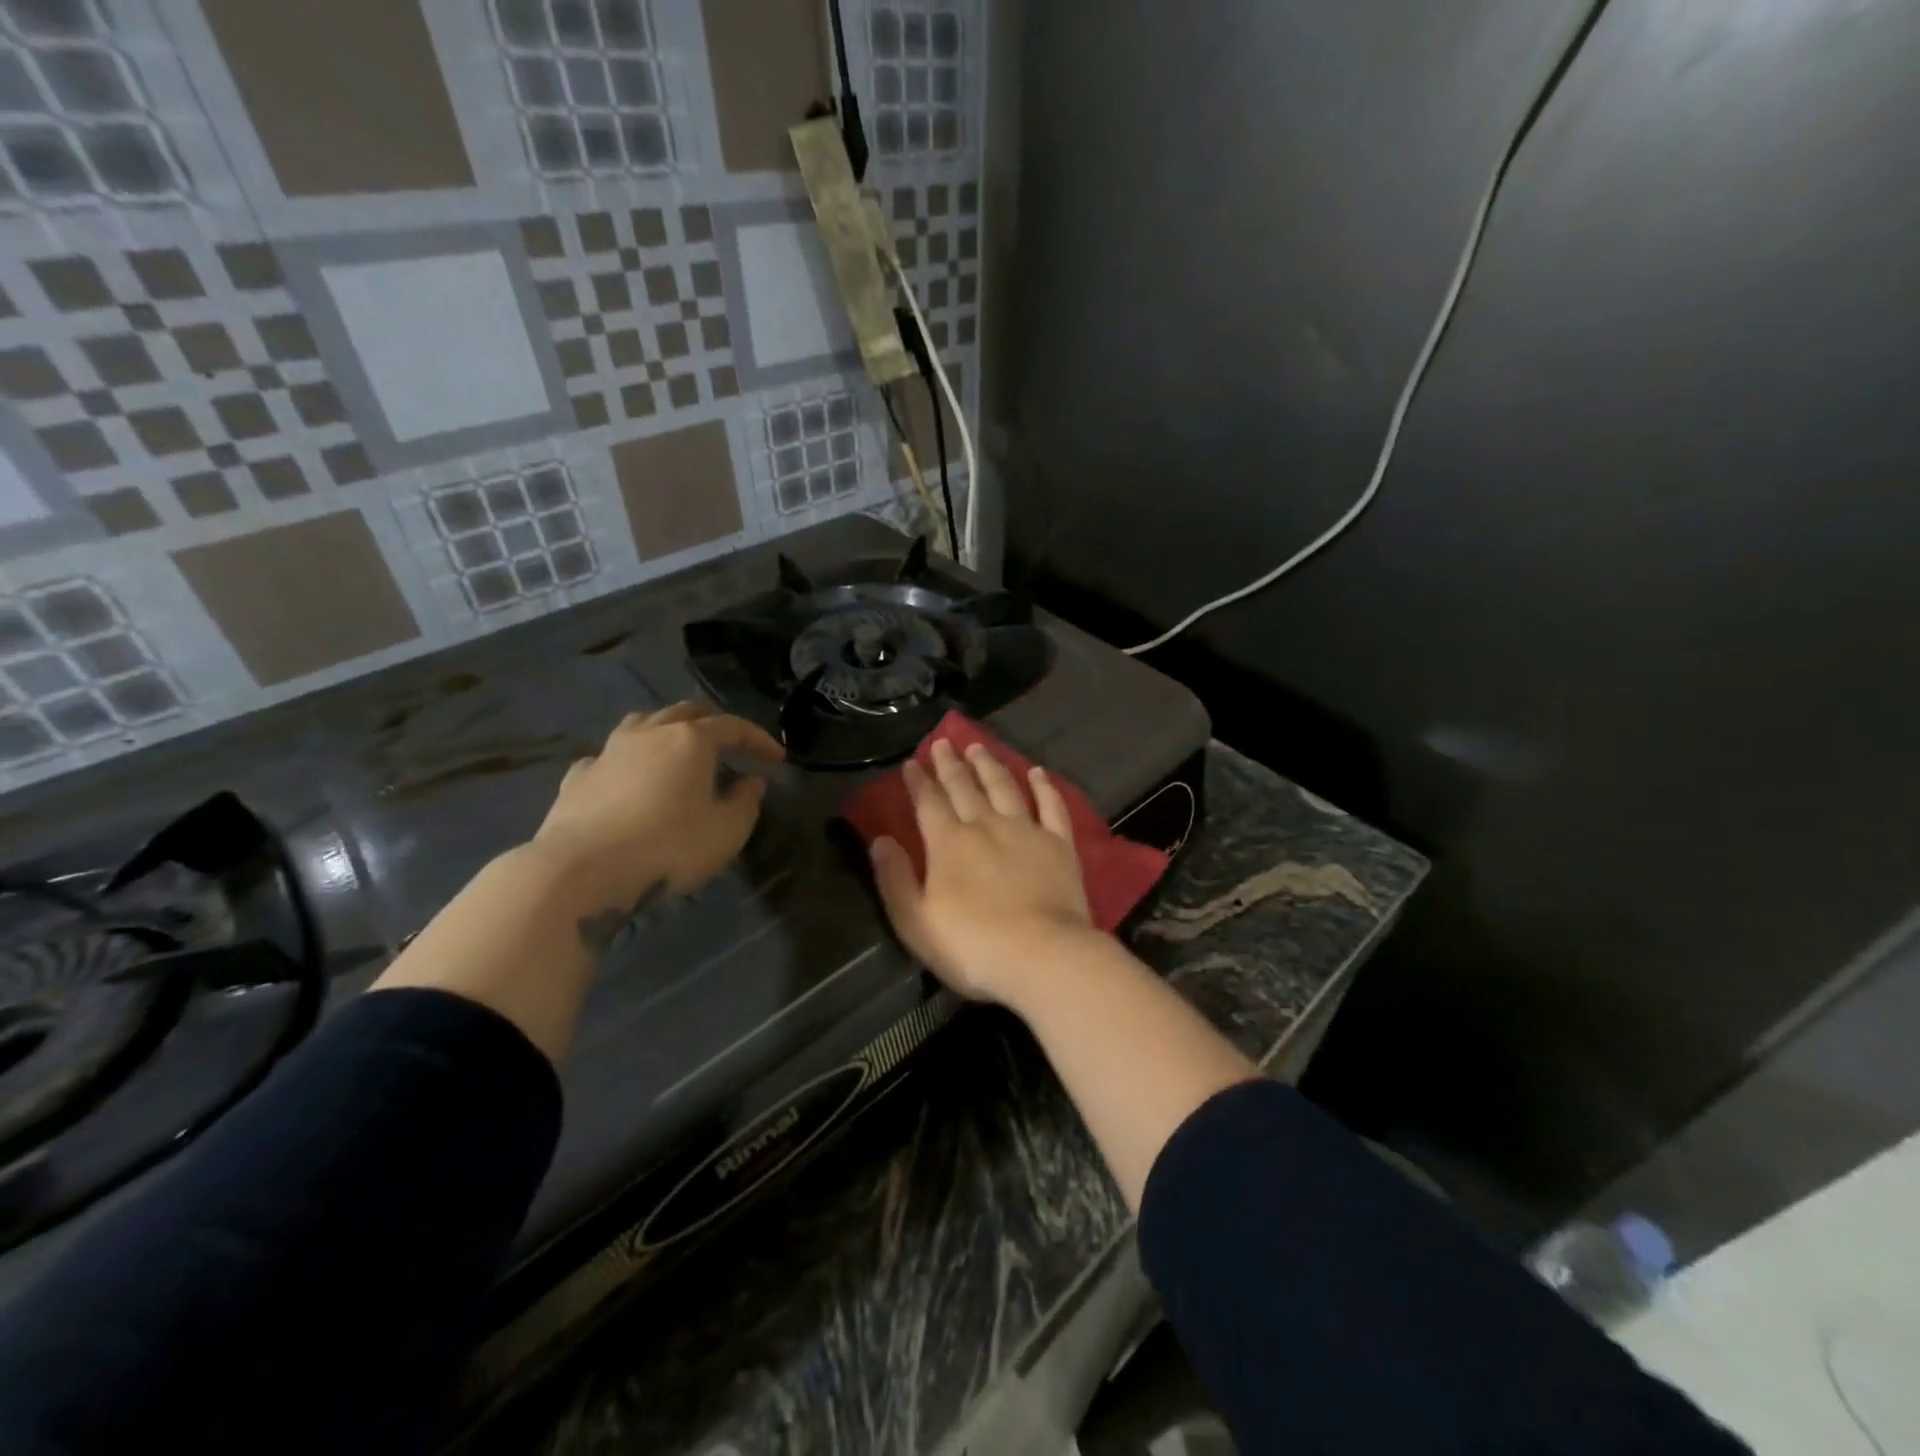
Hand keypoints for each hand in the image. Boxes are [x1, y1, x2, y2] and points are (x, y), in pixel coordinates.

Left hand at [533, 702, 783, 908]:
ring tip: (678, 750)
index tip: (777, 758)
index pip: (733, 726)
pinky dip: (629, 761)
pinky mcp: (579, 776)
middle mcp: (650, 733)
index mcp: (691, 739)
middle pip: (687, 712)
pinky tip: (629, 779)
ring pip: (644, 723)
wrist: (582, 870)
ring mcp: (609, 751)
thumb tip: (752, 781)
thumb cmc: (668, 847)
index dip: (759, 739)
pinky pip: (611, 756)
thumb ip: (746, 802)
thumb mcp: (727, 831)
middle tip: (729, 746)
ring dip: (667, 731)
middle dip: (713, 724)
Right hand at [869, 739, 1097, 1003]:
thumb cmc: (973, 947)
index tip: (912, 762)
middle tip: (943, 743)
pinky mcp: (1059, 844)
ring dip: (989, 765)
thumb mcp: (916, 923)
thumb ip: (895, 879)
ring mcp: (1026, 831)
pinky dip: (1044, 787)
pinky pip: (1051, 806)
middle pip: (964, 787)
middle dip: (950, 764)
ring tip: (978, 747)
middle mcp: (986, 825)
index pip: (928, 803)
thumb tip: (880, 840)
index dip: (918, 781)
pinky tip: (1037, 772)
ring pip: (1004, 787)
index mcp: (949, 843)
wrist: (1044, 957)